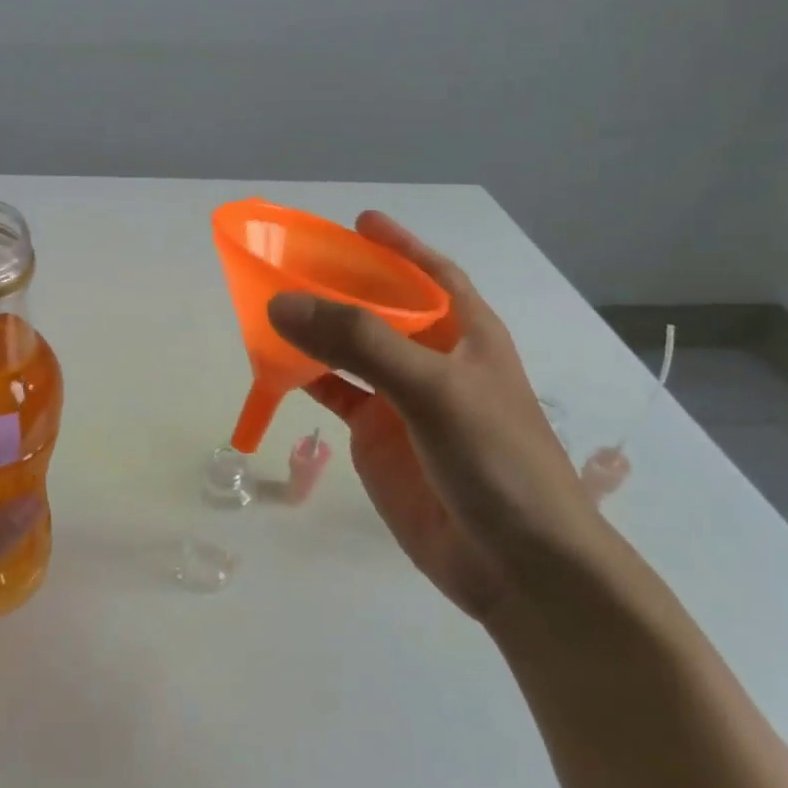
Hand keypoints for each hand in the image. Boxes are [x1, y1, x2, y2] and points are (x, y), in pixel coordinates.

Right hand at [267, 212, 601, 620]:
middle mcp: (433, 359)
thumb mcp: (432, 389)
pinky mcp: (379, 439)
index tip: (359, 222)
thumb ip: (360, 344)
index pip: (431, 274)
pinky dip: (309, 378)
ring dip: (318, 331)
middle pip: (381, 308)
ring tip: (271, 307)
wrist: (515, 565)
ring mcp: (404, 400)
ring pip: (352, 352)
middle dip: (343, 285)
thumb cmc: (495, 459)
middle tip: (291, 263)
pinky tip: (278, 365)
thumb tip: (283, 304)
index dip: (398, 246)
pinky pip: (338, 394)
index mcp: (466, 333)